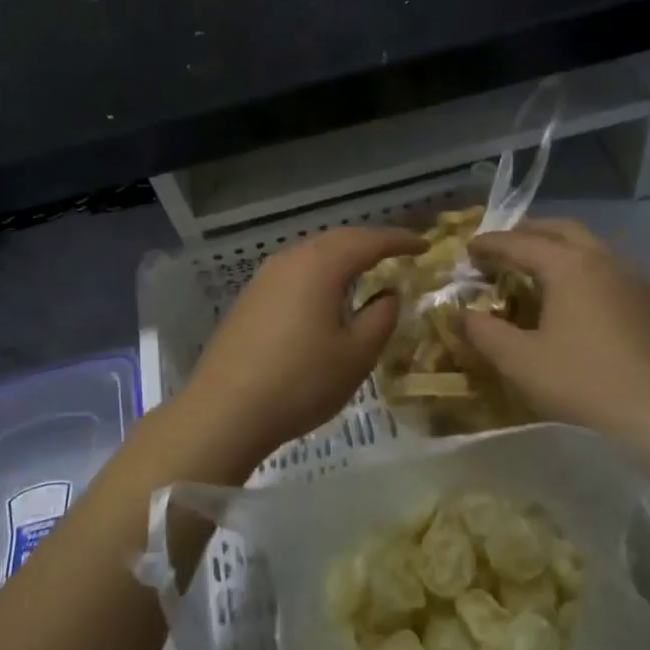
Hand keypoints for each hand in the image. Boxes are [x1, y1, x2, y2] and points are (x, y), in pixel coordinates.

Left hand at [170, 226, 423, 472]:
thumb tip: (388, 293)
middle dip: (370, 243)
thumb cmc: (300, 381)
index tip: (424, 245)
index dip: (399, 240)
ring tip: (366, 269)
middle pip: (337, 239)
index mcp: (320, 266)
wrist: (224, 410)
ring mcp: (264, 278)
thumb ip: (381, 317)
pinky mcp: (249, 298)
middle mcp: (290, 260)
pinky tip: (326, 294)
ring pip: (312, 254)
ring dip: (342, 257)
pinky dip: (320, 273)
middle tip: (399, 251)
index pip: (368, 241)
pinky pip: (295, 272)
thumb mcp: (356, 355)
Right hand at [462, 219, 649, 473]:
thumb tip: (458, 313)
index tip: (468, 250)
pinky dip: (585, 269)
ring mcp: (637, 278)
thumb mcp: (522, 363)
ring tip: (538, 271)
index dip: (490, 244)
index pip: (519, 242)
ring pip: (591, 246)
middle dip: (528, 233)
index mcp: (569, 265)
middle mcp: (605, 259)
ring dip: (560, 248)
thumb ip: (483, 333)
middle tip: (503, 249)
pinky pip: (612, 269)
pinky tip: (581, 299)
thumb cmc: (587, 386)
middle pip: (560, 229)